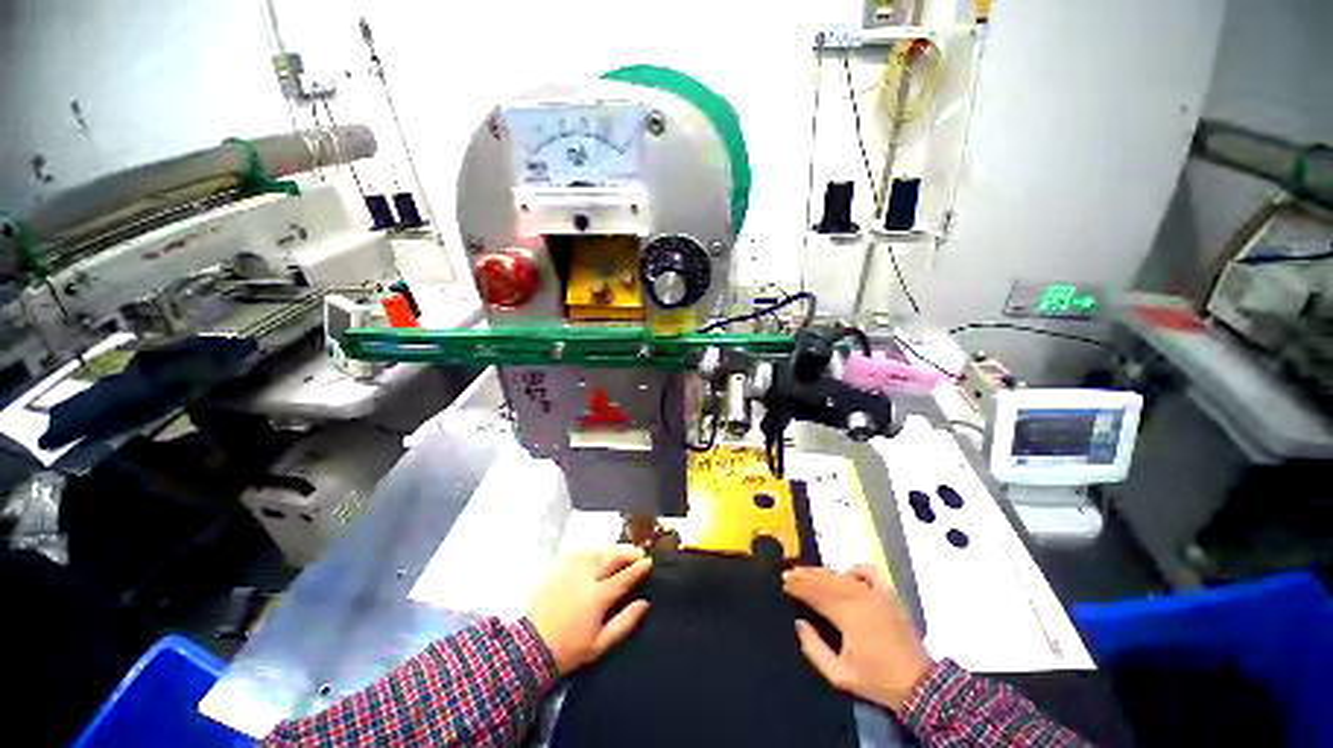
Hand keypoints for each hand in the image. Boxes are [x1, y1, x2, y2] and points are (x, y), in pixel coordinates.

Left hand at [528, 545, 652, 673]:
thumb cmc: (567, 650)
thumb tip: (643, 604)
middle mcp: (586, 577)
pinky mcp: (557, 569)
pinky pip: (578, 553)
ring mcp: (570, 570)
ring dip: (611, 549)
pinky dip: (591, 551)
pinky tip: (595, 553)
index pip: (625, 576)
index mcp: (599, 595)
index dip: (639, 568)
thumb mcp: (599, 644)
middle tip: (639, 552)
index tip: (649, 562)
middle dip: (628, 553)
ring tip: (621, 550)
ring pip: (596, 552)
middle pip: (612, 558)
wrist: (528, 647)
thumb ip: (624, 622)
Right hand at [783, 565, 932, 713]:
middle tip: (788, 574)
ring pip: (842, 575)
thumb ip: (814, 649)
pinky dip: (854, 570)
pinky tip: (845, 573)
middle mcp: (859, 597)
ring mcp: (876, 593)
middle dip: (804, 576)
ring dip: (822, 572)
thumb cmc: (876, 680)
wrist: (919, 685)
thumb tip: (799, 623)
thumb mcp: (839, 675)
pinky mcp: (890, 594)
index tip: (783, 583)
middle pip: (825, 580)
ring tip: (807, 571)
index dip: (798, 587)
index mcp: (847, 615)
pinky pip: (869, 572)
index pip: (815, 594)